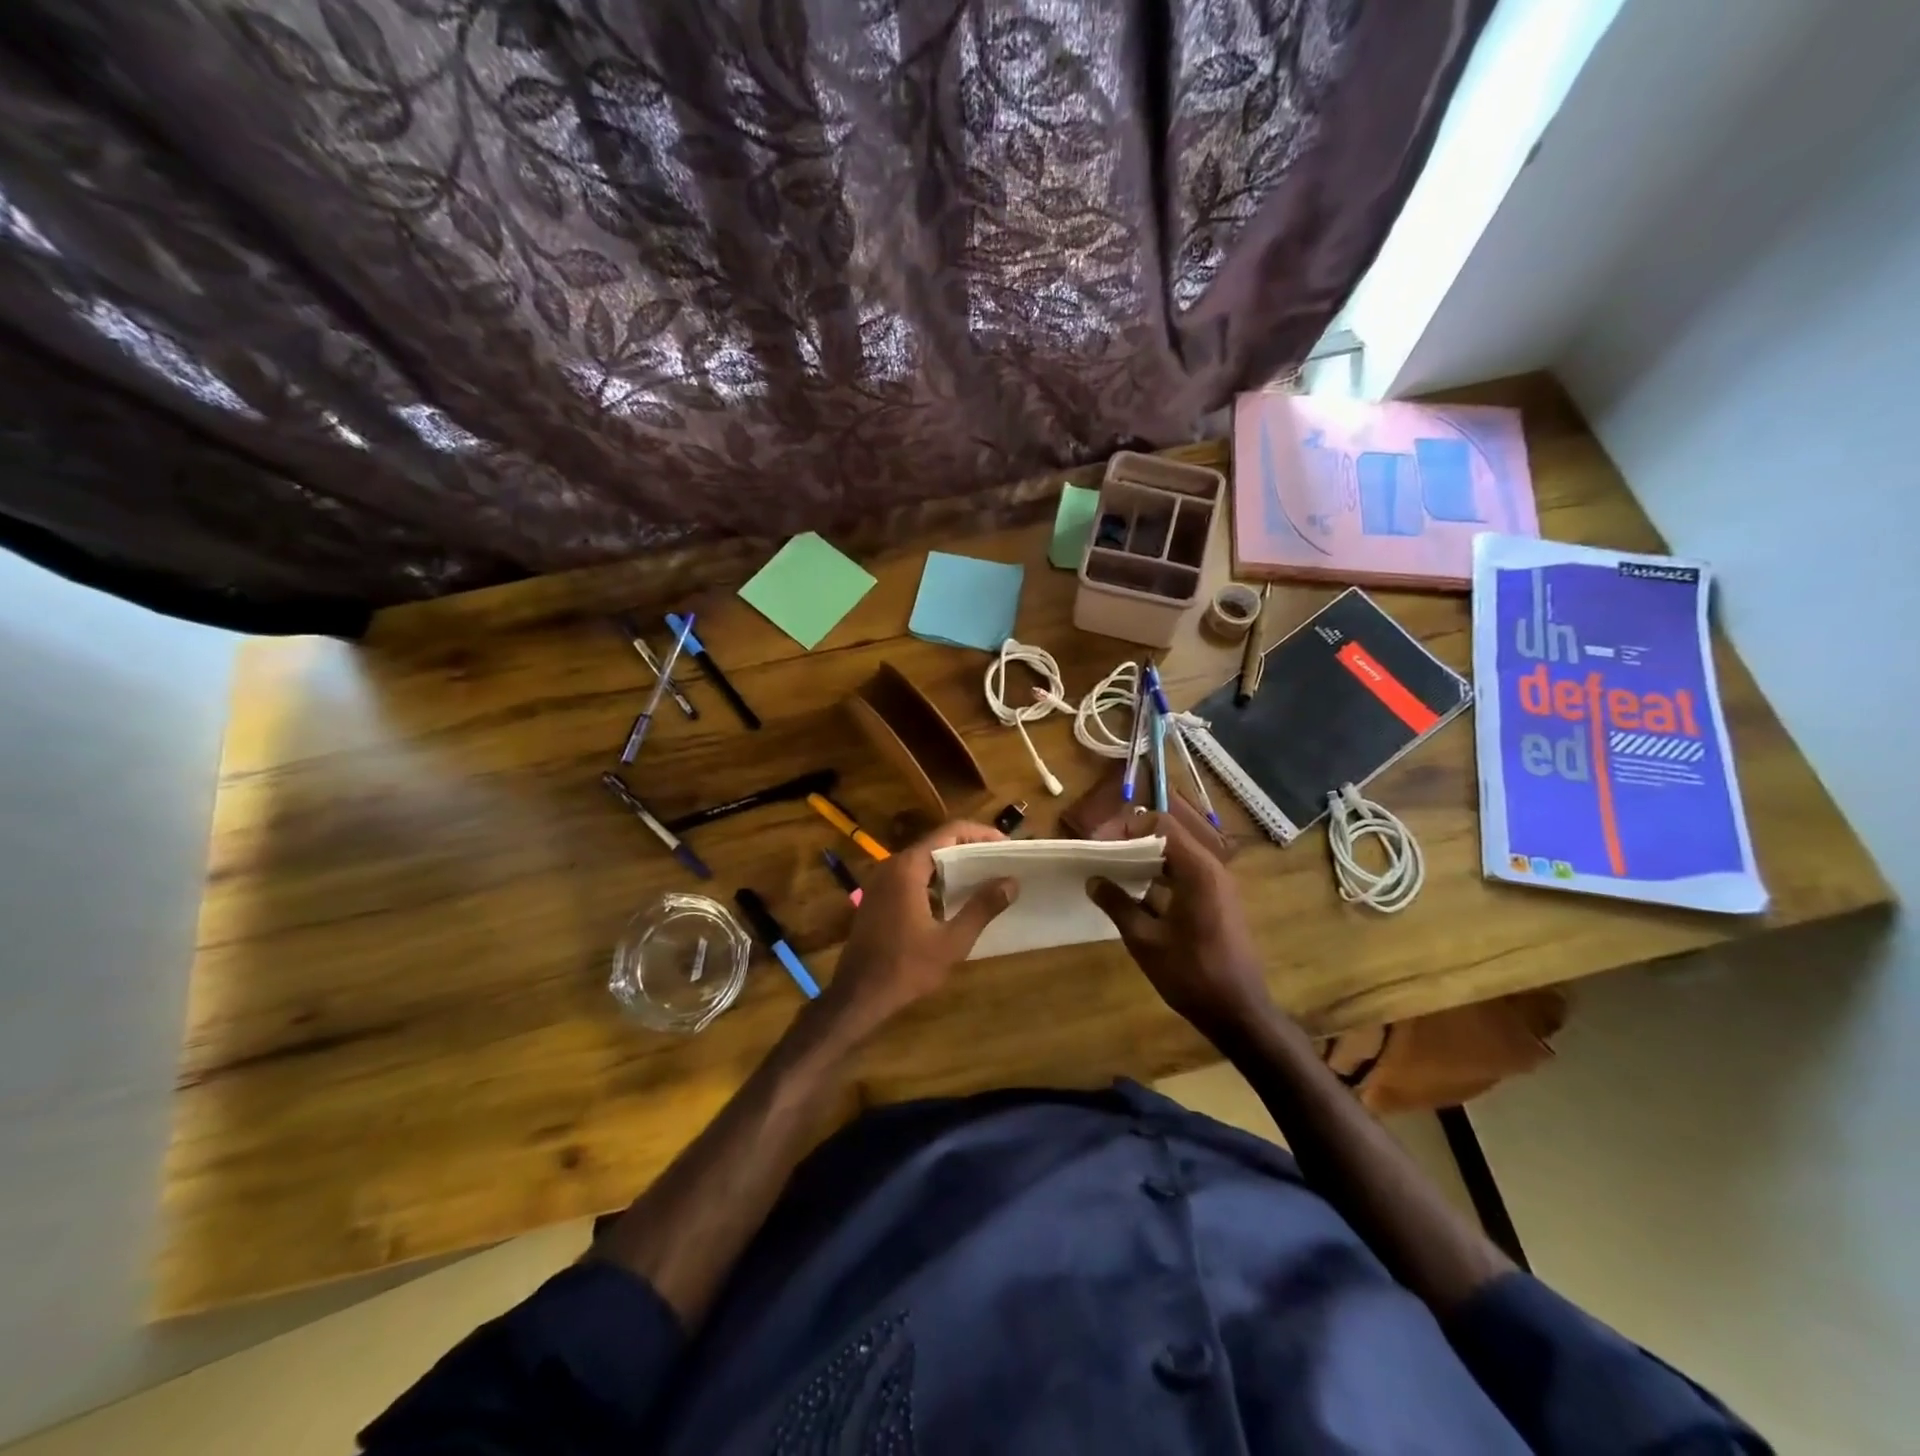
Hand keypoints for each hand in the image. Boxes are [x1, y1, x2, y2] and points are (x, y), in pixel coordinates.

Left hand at [823, 821, 1017, 1032]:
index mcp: (908, 867)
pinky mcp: (878, 897)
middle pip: (937, 843)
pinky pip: (912, 876)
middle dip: (970, 850)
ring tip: (985, 879)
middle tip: (1001, 862)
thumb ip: (982, 908)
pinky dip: (936, 880)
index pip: (950, 832)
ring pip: (924, 861)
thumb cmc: (906, 967)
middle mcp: (892, 865)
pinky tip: (956, 899)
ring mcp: (881, 881)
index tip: (1007, 846)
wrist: (858, 995)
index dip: (981, 834)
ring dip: (953, 867)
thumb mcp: (951, 941)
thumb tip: (1011, 882)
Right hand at [1086, 812, 1273, 1037]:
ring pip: (1175, 856)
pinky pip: (1183, 875)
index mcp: (1197, 870)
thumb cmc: (1192, 975)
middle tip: (1099, 856)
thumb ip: (1117, 904)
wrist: (1239, 1013)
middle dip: (1130, 842)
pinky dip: (1158, 877)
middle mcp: (1211, 869)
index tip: (1098, 845)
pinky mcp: (1216, 902)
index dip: (1125, 828)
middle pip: (1167, 836)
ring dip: (1143, 860)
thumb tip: (1093, 880)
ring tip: (1110, 873)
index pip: (1159, 825)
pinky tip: (1134, 895)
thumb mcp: (1145, 940)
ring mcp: (1217, 885)